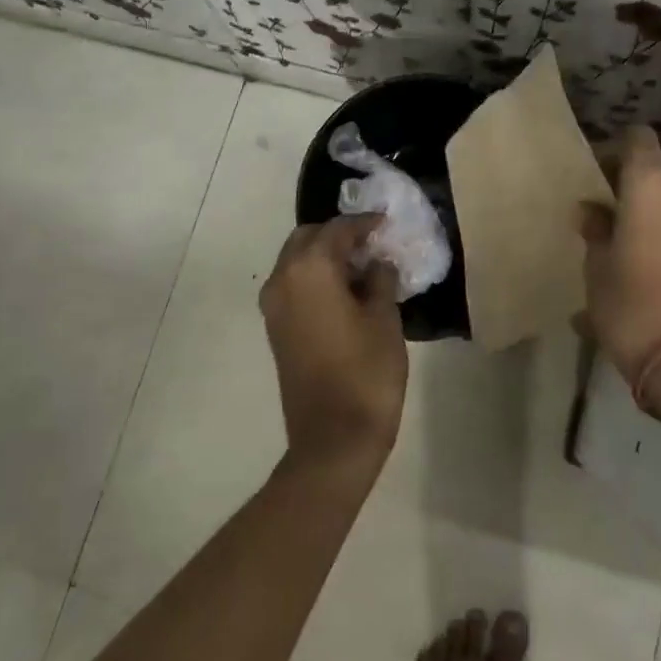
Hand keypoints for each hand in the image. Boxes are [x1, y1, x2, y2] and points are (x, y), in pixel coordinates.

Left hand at [261, 215, 408, 474]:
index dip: (365, 223)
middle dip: (340, 235)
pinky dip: (316, 277)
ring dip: (326, 256)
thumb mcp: (385, 318)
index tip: (387, 222)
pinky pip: (294, 285)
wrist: (333, 438)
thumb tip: (377, 262)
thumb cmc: (366, 372)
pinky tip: (346, 291)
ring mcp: (274, 306)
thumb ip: (381, 279)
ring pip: (297, 261)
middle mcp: (283, 279)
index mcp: (310, 269)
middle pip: (308, 238)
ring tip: (364, 267)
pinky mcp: (275, 328)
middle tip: (374, 244)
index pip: (338, 229)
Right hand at [580, 127, 660, 410]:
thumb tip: (592, 211)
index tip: (593, 174)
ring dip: (649, 217)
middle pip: (655, 174)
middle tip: (601, 217)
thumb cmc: (633, 305)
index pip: (636, 139)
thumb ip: (595, 231)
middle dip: (629, 190)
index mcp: (652, 184)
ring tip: (620, 249)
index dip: (613, 150)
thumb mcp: (597, 268)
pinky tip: (642, 270)